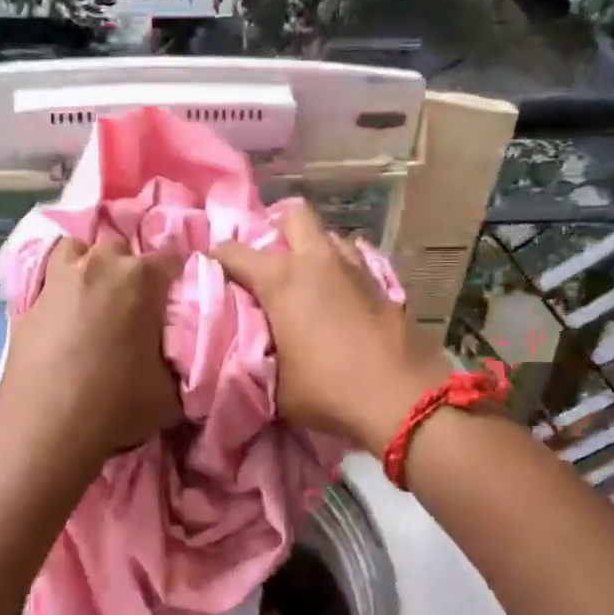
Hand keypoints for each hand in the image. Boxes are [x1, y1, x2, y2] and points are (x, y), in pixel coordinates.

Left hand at [0, 238, 182, 475]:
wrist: (48, 427)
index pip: (172, 258)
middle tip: (135, 303)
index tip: (177, 297)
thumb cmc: (117, 404)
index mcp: (140, 278)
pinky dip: (59, 295)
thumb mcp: (171, 393)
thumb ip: (180, 364)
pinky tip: (63, 322)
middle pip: (120, 248)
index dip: (178, 276)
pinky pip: (48, 284)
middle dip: (129, 268)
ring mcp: (58, 281)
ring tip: (94, 297)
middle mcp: (98, 266)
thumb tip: (180, 362)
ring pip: (75, 251)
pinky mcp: (27, 304)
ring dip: (88, 266)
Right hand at [214, 201, 448, 454]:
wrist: (402, 399)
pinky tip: (338, 299)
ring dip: (313, 250)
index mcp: (282, 280)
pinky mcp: (383, 284)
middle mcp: (317, 261)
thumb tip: (244, 347)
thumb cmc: (328, 390)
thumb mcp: (275, 384)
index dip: (216, 258)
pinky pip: (354, 261)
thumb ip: (254, 356)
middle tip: (268, 262)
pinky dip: (340, 271)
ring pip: (329, 236)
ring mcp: (356, 268)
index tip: (211, 271)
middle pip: (294, 215)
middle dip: (276, 230)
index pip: (234, 251)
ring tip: (306, 280)